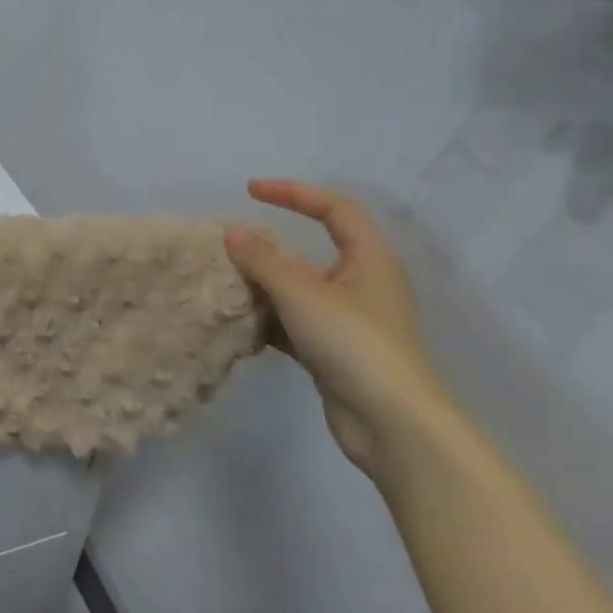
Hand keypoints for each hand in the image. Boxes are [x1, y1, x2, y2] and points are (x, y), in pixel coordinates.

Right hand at [224, 179, 452, 474]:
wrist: (390, 421)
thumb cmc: (353, 343)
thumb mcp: (303, 294)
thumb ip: (263, 262)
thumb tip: (232, 234)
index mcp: (369, 259)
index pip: (334, 209)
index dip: (294, 193)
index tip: (251, 190)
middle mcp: (361, 284)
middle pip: (311, 252)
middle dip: (268, 249)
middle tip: (228, 246)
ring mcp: (347, 320)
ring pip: (298, 290)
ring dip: (262, 286)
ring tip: (223, 284)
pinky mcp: (333, 351)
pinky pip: (293, 323)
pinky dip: (267, 320)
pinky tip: (237, 324)